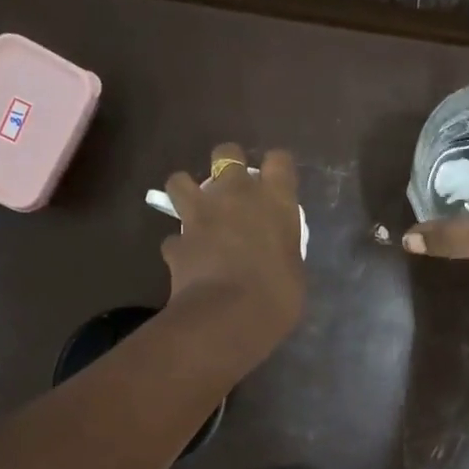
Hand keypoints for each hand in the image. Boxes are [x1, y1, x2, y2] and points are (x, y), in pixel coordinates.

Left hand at [161, 143, 305, 359]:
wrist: (229, 316)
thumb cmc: (278, 294)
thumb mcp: (294, 269)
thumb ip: (282, 248)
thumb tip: (273, 254)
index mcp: (274, 199)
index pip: (279, 160)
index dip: (277, 168)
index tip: (276, 182)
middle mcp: (235, 194)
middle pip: (226, 153)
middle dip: (227, 164)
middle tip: (232, 189)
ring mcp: (200, 215)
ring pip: (179, 181)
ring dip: (186, 192)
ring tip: (194, 211)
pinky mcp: (176, 242)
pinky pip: (174, 238)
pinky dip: (179, 246)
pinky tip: (187, 259)